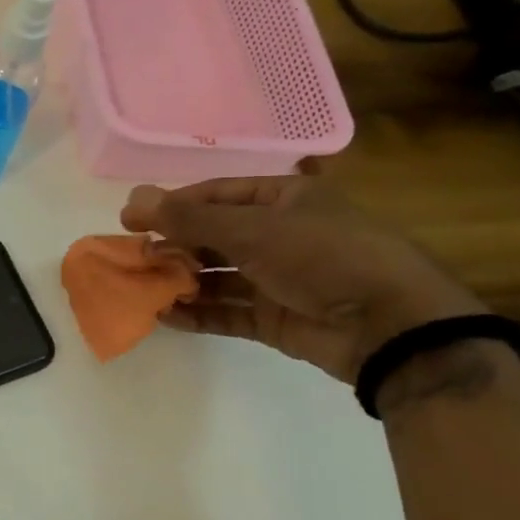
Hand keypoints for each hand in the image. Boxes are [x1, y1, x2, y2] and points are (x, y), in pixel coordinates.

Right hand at [120, 175, 483, 382]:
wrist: (388, 325)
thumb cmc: (322, 257)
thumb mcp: (253, 230)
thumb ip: (190, 219)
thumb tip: (133, 198)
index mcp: (283, 199)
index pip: (216, 195)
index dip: (173, 205)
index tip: (132, 219)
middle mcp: (279, 234)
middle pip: (213, 236)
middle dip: (174, 246)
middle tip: (135, 258)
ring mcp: (277, 278)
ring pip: (217, 276)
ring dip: (182, 281)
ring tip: (144, 288)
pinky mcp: (274, 317)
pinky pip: (227, 312)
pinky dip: (197, 314)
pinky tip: (165, 316)